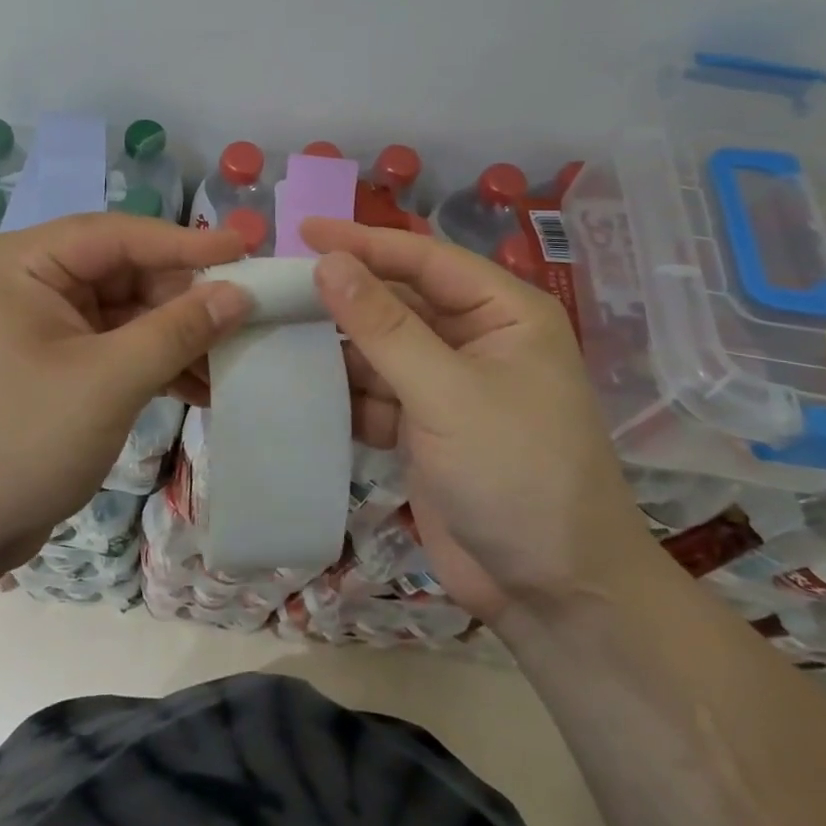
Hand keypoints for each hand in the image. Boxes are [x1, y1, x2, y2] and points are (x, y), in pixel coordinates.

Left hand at [0, 214, 250, 565]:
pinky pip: (114, 348)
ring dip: (176, 336)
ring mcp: (40, 327)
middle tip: (248, 316)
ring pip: (126, 313)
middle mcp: (30, 283)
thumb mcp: (107, 381)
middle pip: (125, 273)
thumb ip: (177, 330)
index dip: (186, 242)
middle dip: (184, 299)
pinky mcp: (52, 367)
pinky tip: (200, 387)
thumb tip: (239, 293)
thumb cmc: (17, 441)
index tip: (247, 249)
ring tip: (234, 358)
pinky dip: (154, 363)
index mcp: (25, 263)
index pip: (119, 235)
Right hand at [301, 217, 652, 622]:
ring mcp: (447, 386)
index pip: (424, 259)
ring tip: (271, 329)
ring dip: (333, 345)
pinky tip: (295, 384)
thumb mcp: (447, 393)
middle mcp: (475, 339)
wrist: (554, 595)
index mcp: (503, 313)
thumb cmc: (517, 474)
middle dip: (343, 294)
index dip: (363, 242)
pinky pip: (373, 393)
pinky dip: (341, 391)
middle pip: (397, 300)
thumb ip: (384, 325)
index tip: (302, 230)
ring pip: (379, 348)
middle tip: (276, 283)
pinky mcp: (423, 428)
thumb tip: (328, 262)